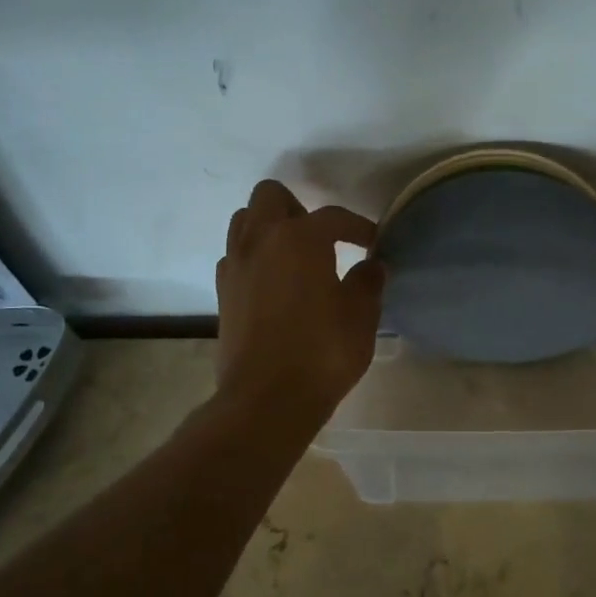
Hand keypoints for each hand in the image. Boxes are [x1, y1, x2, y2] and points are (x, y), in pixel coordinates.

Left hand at [216, 180, 384, 420]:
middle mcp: (260, 240)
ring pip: (244, 221)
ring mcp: (235, 265)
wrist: (267, 400)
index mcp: (299, 238)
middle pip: (270, 196)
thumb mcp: (361, 317)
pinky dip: (254, 258)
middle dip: (298, 209)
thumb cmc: (322, 352)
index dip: (358, 227)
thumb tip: (372, 266)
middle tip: (322, 240)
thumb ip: (368, 283)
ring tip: (295, 257)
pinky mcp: (222, 293)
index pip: (333, 216)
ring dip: (269, 228)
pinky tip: (275, 284)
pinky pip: (236, 256)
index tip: (373, 242)